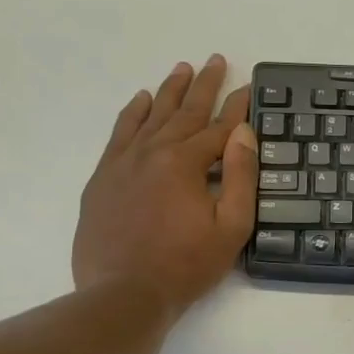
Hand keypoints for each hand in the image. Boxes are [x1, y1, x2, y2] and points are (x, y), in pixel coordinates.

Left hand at [74, 55, 257, 309]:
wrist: (124, 294)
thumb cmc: (186, 265)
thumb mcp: (231, 226)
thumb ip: (240, 176)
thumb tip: (243, 132)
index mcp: (185, 163)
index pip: (219, 127)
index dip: (238, 108)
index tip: (249, 87)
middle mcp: (152, 152)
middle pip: (184, 112)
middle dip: (204, 86)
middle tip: (215, 60)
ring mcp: (123, 163)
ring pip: (150, 116)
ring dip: (169, 91)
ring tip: (182, 68)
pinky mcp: (104, 178)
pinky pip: (120, 133)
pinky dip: (132, 113)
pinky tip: (141, 100)